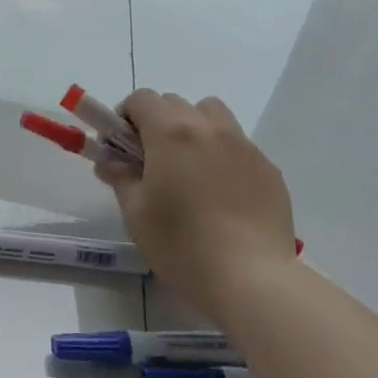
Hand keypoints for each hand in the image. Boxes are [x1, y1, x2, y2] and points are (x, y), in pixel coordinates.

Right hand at [97, 90, 295, 298]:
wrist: (251, 279)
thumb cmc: (182, 244)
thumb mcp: (136, 213)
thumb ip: (120, 178)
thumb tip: (108, 161)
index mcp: (171, 133)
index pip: (142, 99)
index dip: (126, 115)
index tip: (122, 144)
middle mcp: (209, 128)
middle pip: (176, 103)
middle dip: (157, 121)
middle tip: (151, 159)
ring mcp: (244, 146)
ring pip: (213, 115)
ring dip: (194, 127)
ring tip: (189, 167)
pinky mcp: (269, 169)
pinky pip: (239, 145)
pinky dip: (222, 154)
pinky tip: (221, 193)